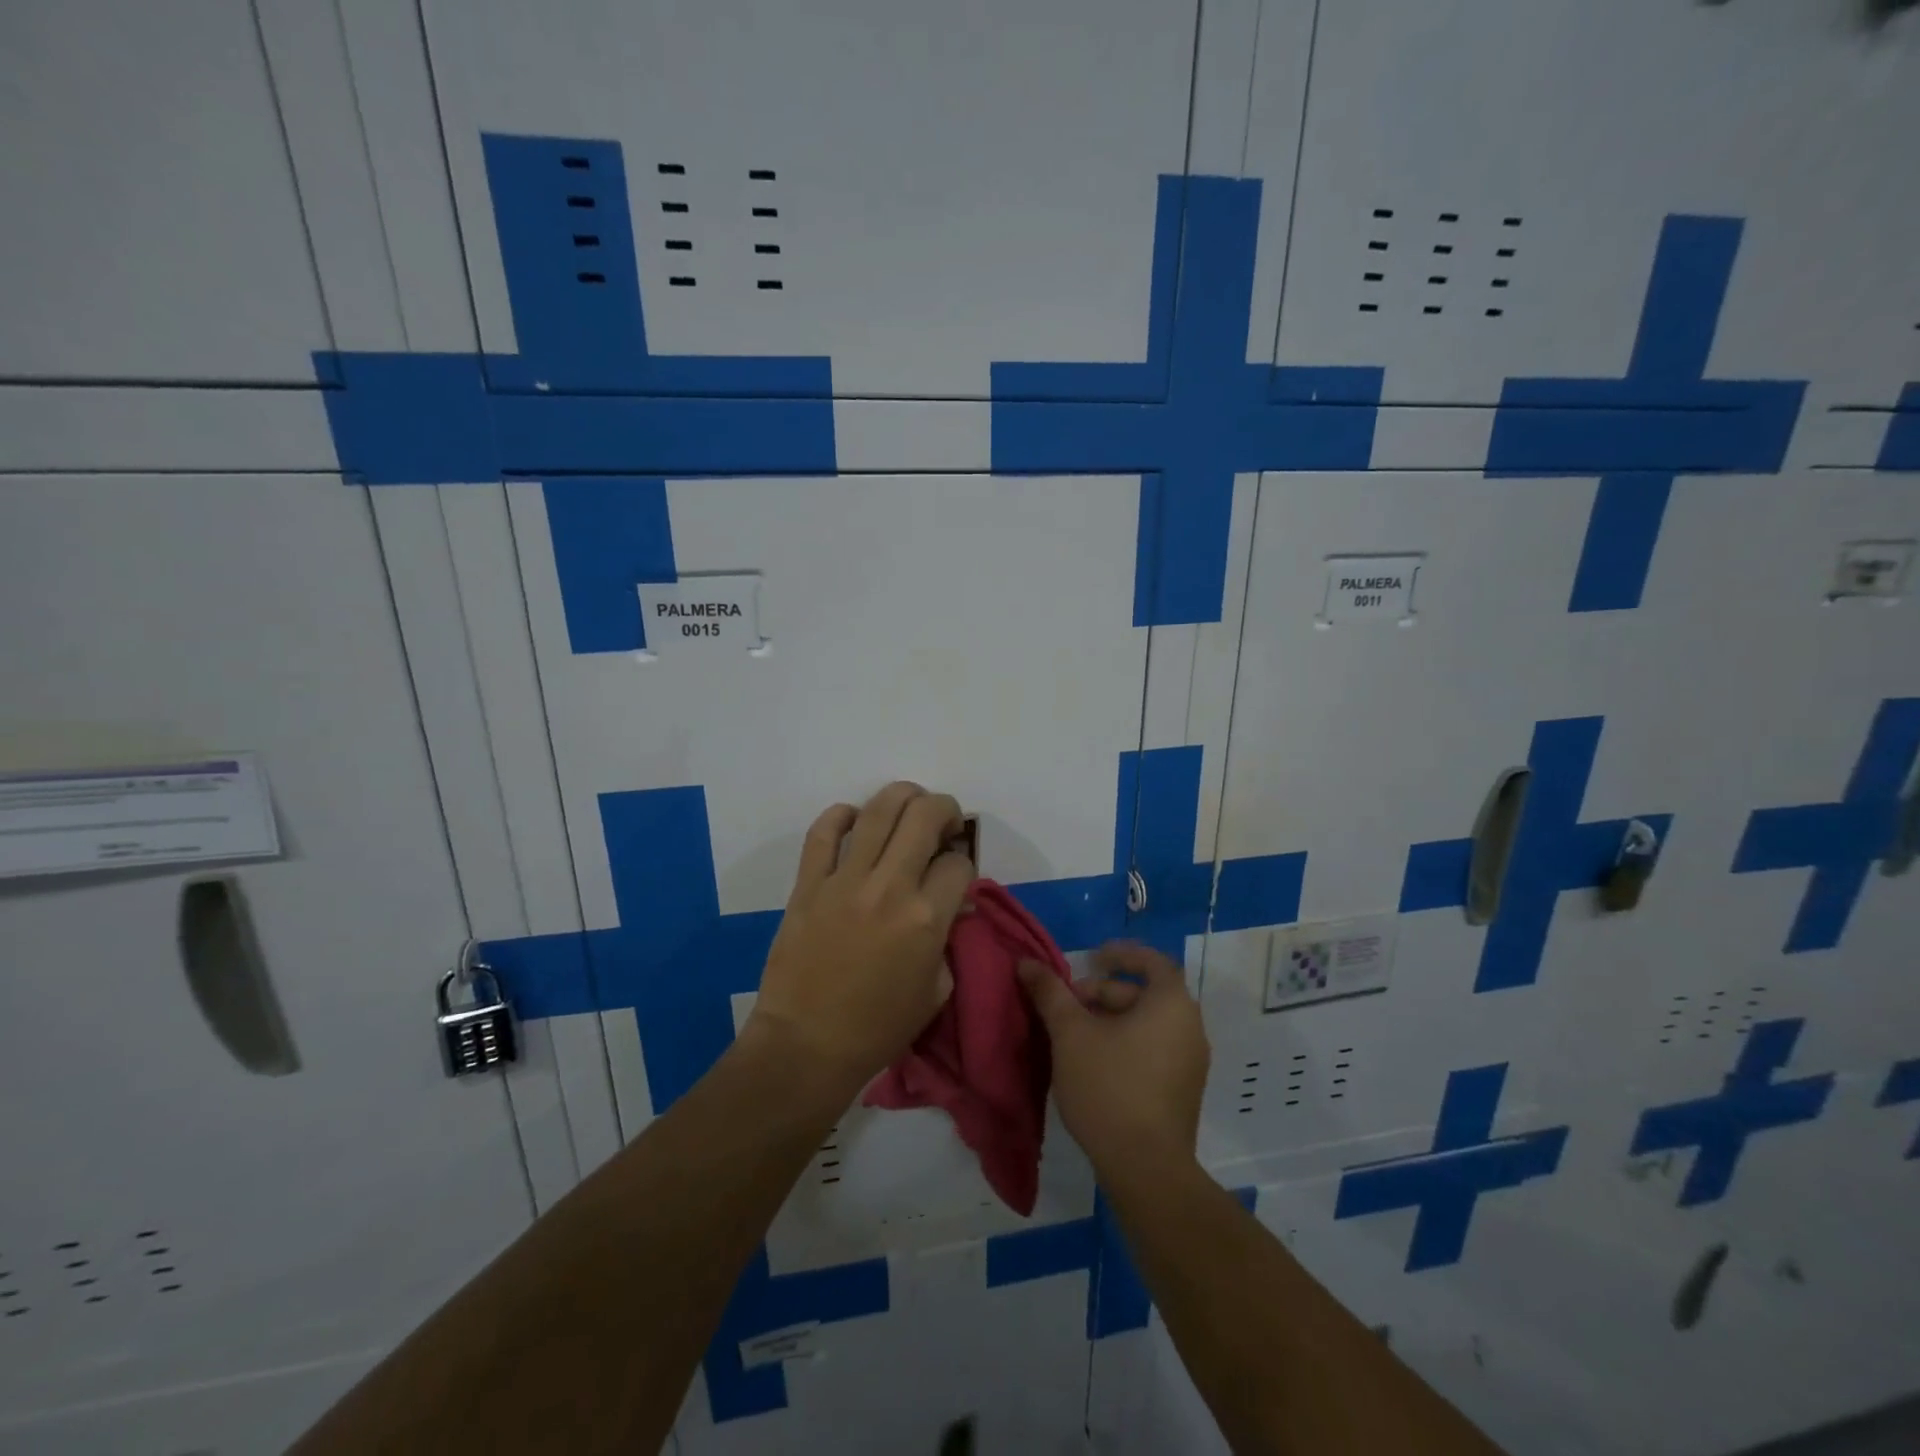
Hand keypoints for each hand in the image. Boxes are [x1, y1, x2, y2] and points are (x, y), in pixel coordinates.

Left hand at [747, 782, 973, 1098]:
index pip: (959, 863)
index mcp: (926, 917)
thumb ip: (948, 940)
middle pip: (925, 816)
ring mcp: (844, 880)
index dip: (964, 863)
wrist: (806, 1046)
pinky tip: (854, 818)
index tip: (956, 874)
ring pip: (878, 810)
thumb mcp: (936, 990)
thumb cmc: (878, 1028)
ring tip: (910, 804)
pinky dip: (841, 815)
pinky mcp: (808, 883)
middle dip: (945, 809)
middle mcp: (889, 886)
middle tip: (944, 822)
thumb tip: (949, 904)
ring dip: (902, 796)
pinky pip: (823, 833)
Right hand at [1017, 942, 1209, 1178]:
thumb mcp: (1070, 1033)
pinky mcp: (1183, 1091)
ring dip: (1110, 1020)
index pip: (1152, 961)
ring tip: (1073, 1036)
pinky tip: (1093, 1064)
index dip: (1120, 954)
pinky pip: (1153, 1050)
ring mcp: (1191, 1063)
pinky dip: (1125, 1044)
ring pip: (1147, 1024)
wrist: (1146, 1169)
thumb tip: (1026, 962)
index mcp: (1172, 1004)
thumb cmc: (1109, 1086)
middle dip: (1103, 993)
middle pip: (1144, 994)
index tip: (1090, 959)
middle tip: (1067, 1006)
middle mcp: (1190, 1027)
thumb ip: (1050, 993)